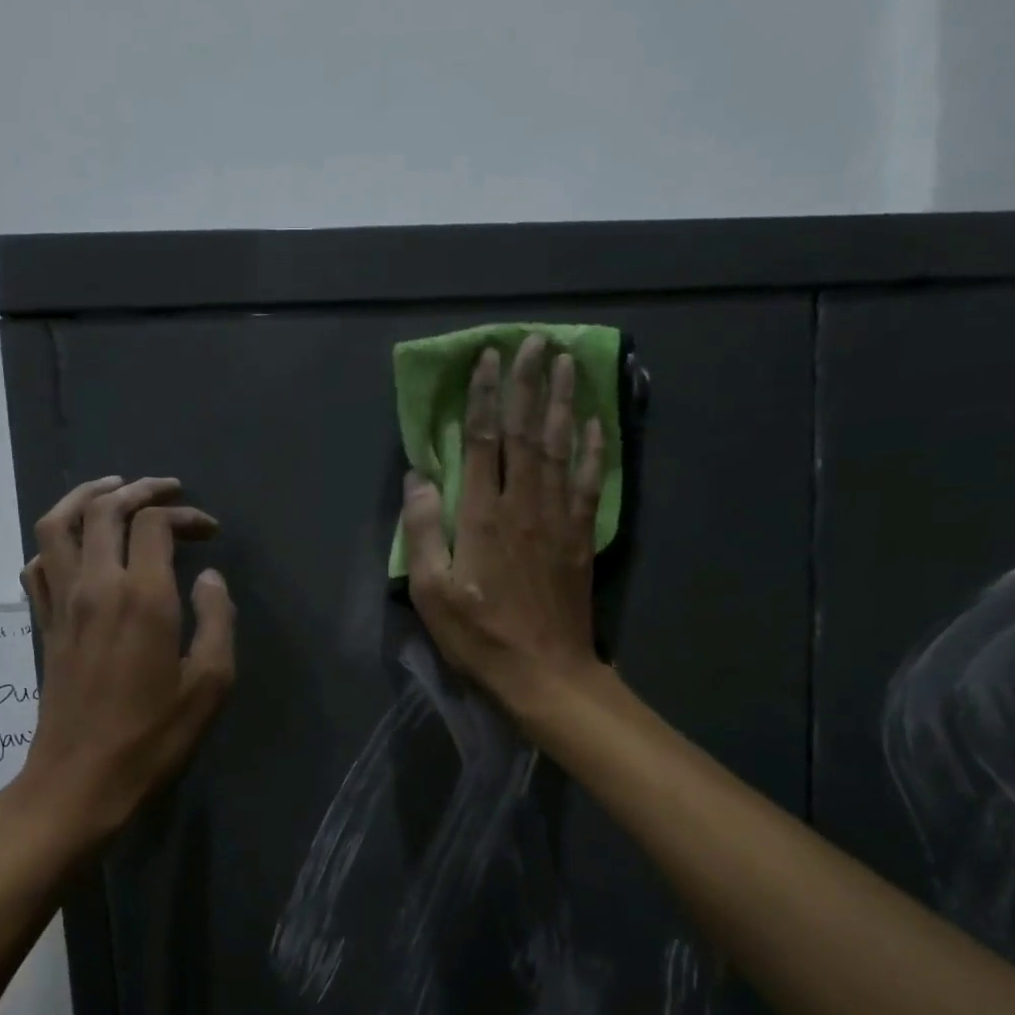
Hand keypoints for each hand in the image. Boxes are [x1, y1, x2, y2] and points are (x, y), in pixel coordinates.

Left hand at [17, 476, 236, 839]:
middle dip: (139, 490)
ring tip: (113, 493)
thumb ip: (218, 621)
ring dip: (86, 498)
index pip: (154, 524)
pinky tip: (77, 548)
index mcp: (141, 597)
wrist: (81, 779)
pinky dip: (55, 541)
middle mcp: (95, 586)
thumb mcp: (210, 684)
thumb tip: (209, 579)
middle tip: (168, 491)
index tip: (210, 532)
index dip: (184, 515)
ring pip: (57, 524)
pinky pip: (37, 563)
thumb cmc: (153, 736)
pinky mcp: (43, 623)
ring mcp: (61, 603)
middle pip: (104, 509)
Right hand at [401, 334, 608, 713]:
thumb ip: (423, 531)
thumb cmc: (479, 636)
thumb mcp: (431, 592)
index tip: (488, 359)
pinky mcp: (582, 537)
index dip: (486, 397)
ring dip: (563, 402)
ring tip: (567, 363)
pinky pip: (591, 482)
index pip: (485, 442)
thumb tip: (418, 477)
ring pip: (562, 447)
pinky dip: (594, 448)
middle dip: (529, 384)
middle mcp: (525, 505)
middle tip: (534, 341)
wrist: (544, 673)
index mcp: (483, 517)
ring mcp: (559, 519)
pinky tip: (596, 423)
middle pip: (528, 433)